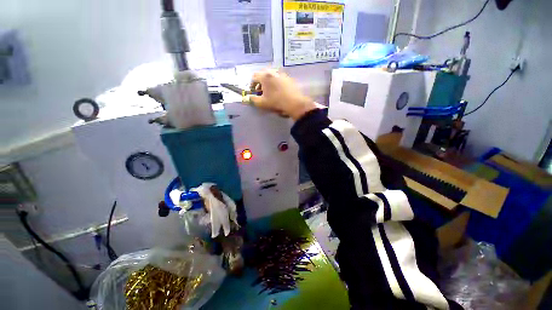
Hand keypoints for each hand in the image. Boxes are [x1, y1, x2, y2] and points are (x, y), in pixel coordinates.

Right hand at [248, 69, 317, 119]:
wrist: (294, 103)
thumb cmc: (276, 102)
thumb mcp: (262, 103)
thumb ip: (253, 99)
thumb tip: (248, 97)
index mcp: (265, 76)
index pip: (254, 77)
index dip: (251, 85)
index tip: (253, 92)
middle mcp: (273, 72)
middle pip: (263, 74)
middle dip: (260, 83)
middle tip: (261, 92)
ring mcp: (282, 74)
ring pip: (272, 76)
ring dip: (268, 83)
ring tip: (270, 92)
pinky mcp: (289, 78)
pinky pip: (279, 79)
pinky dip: (276, 83)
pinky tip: (278, 92)